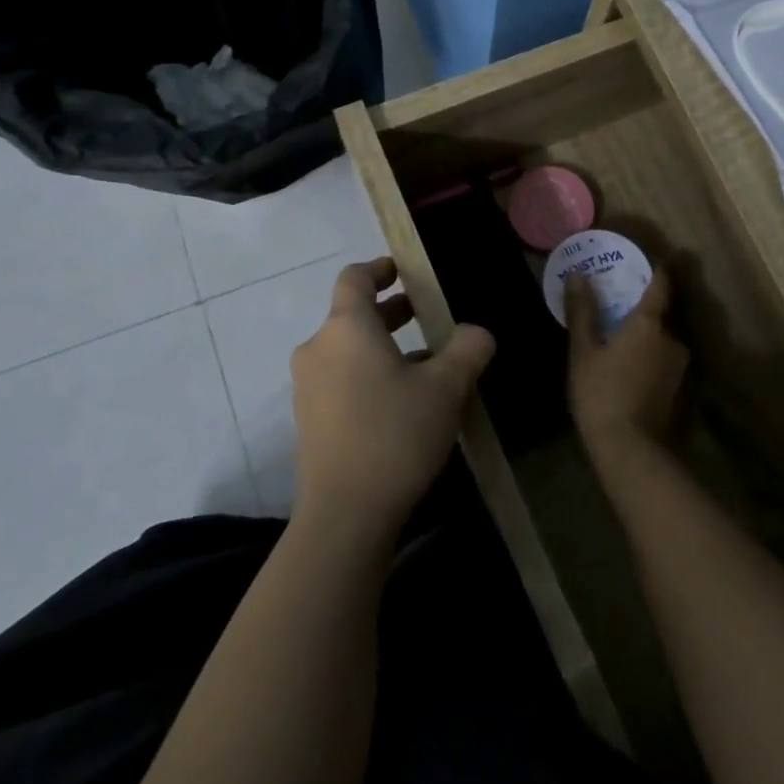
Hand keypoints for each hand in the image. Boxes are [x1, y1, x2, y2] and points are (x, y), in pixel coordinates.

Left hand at [290, 258, 494, 542]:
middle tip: (429, 318)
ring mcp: (307, 386)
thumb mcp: (447, 387)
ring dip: (384, 348)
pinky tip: (402, 405)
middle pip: (353, 315)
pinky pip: (341, 380)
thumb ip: (468, 348)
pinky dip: (368, 376)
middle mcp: (318, 348)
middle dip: (392, 313)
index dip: (381, 268)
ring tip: (426, 367)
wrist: (345, 515)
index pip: (355, 277)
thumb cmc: (396, 434)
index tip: (406, 273)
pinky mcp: (308, 420)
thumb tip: (476, 333)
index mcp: (347, 328)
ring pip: (348, 350)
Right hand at [565, 267, 686, 482]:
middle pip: (660, 315)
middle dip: (642, 310)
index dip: (657, 270)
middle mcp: (673, 339)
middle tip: (618, 308)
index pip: (661, 284)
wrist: (630, 451)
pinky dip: (649, 360)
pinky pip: (663, 362)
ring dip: (646, 339)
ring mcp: (680, 367)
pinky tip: (629, 372)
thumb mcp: (583, 351)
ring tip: (620, 344)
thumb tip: (579, 275)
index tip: (648, 261)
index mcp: (650, 323)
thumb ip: (583, 312)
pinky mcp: (680, 390)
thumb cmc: (601, 393)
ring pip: (662, 341)